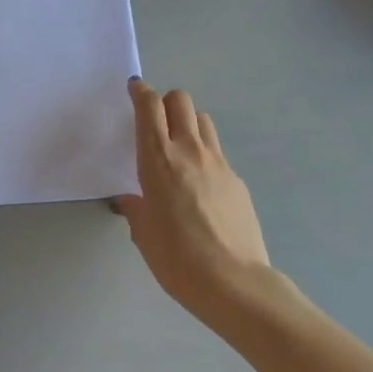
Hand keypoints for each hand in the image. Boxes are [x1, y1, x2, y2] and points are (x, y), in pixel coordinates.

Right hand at [116, 79, 272, 321]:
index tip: (134, 89)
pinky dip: (205, 155)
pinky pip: (218, 153)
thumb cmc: (176, 258)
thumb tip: (134, 200)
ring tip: (179, 148)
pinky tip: (200, 185)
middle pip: (180, 101)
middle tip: (155, 122)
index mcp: (158, 159)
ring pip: (203, 120)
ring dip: (188, 123)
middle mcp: (189, 151)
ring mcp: (219, 163)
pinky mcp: (238, 180)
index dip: (140, 92)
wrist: (233, 282)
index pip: (149, 107)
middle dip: (165, 102)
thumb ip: (136, 209)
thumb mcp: (143, 234)